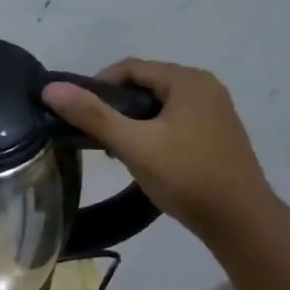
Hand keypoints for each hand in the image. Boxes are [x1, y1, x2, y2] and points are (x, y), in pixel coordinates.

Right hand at [41, 59, 276, 237]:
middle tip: (94, 137)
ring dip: (131, 122)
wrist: (239, 220)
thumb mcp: (133, 144)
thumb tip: (50, 88)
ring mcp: (214, 111)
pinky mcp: (216, 133)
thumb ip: (92, 115)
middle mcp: (204, 87)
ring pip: (157, 105)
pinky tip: (143, 158)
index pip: (129, 68)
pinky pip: (173, 120)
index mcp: (188, 80)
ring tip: (114, 151)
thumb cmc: (186, 176)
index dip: (96, 87)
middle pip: (144, 85)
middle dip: (114, 107)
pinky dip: (151, 132)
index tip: (77, 116)